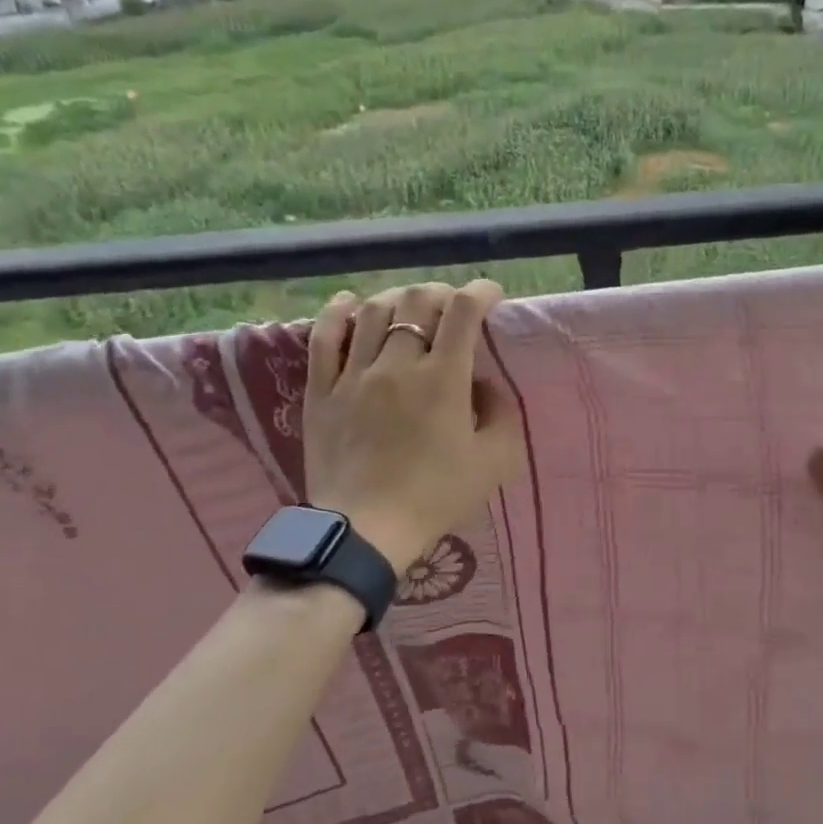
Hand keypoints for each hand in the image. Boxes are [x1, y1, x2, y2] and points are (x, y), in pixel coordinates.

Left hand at [304, 281, 522, 574]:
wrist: (366, 531)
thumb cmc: (435, 497)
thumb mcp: (493, 463)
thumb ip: (501, 415)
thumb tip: (485, 384)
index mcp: (443, 379)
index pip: (463, 311)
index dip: (481, 292)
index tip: (491, 296)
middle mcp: (397, 365)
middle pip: (417, 301)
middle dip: (442, 293)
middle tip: (452, 308)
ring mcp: (354, 375)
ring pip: (374, 312)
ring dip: (398, 299)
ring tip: (410, 308)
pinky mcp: (321, 391)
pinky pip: (324, 337)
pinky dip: (338, 312)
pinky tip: (350, 303)